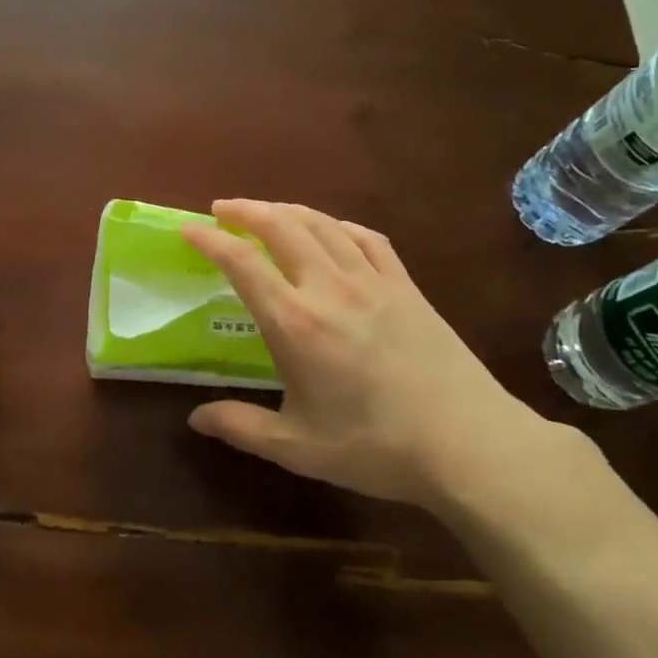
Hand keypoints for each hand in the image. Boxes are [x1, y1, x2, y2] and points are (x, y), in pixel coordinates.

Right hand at [181, 200, 565, 511]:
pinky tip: (331, 230)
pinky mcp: (407, 287)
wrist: (469, 444)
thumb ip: (240, 426)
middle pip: (282, 226)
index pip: (242, 263)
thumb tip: (195, 418)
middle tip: (222, 210)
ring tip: (266, 211)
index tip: (187, 228)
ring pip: (323, 225)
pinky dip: (339, 225)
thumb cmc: (375, 447)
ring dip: (287, 210)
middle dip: (246, 210)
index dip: (210, 239)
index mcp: (295, 322)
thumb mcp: (296, 447)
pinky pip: (367, 239)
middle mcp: (330, 288)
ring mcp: (373, 282)